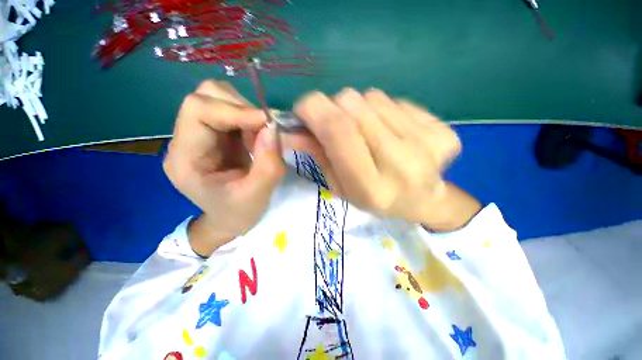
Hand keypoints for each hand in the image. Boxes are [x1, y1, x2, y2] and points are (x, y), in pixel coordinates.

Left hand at [163, 81, 284, 255]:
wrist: (230, 220)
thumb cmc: (239, 213)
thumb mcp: (257, 194)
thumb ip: (268, 164)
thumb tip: (273, 127)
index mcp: (185, 158)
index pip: (198, 110)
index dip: (235, 109)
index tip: (268, 122)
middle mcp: (185, 140)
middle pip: (206, 97)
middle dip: (242, 108)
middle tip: (266, 131)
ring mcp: (199, 135)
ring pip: (220, 99)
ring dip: (247, 114)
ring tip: (260, 139)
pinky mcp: (215, 135)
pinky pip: (232, 113)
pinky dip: (250, 120)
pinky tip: (257, 140)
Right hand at [283, 88, 479, 229]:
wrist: (424, 201)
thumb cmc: (375, 199)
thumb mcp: (341, 187)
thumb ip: (319, 155)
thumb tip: (292, 130)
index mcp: (371, 187)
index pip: (338, 131)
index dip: (314, 109)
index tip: (303, 108)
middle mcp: (401, 163)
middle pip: (353, 104)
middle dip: (334, 107)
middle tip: (337, 124)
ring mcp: (427, 144)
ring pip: (373, 97)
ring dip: (360, 109)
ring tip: (367, 132)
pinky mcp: (442, 130)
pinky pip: (396, 100)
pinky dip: (384, 111)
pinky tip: (391, 132)